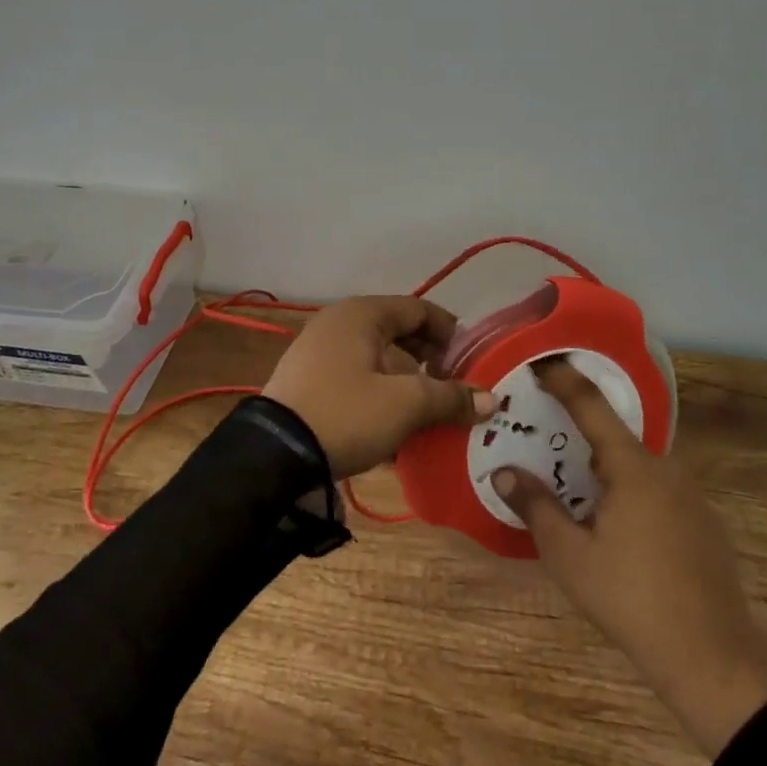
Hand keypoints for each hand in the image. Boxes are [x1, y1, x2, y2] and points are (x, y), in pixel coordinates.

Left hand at [262, 296, 496, 479]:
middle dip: (429, 364)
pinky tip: (394, 433)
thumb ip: (450, 397)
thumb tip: (492, 400)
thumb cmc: (347, 414)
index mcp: (362, 314)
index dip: (449, 333)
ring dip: (406, 386)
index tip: (471, 362)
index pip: (418, 309)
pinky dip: (379, 398)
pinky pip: (356, 381)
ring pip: (377, 361)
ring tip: (428, 418)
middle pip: (398, 335)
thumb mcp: (406, 405)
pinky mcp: (310, 382)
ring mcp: (319, 352)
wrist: (275, 455)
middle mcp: (339, 324)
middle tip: (453, 391)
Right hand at [492, 359, 766, 756]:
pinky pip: (656, 488)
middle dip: (580, 432)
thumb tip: (503, 472)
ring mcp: (690, 496)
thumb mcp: (570, 556)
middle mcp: (666, 469)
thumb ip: (535, 507)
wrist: (714, 661)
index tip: (541, 360)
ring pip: (637, 465)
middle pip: (615, 436)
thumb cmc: (632, 600)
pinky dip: (629, 489)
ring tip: (573, 484)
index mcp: (633, 467)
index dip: (564, 379)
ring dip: (605, 466)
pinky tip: (614, 523)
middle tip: (546, 437)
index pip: (591, 405)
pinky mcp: (703, 523)